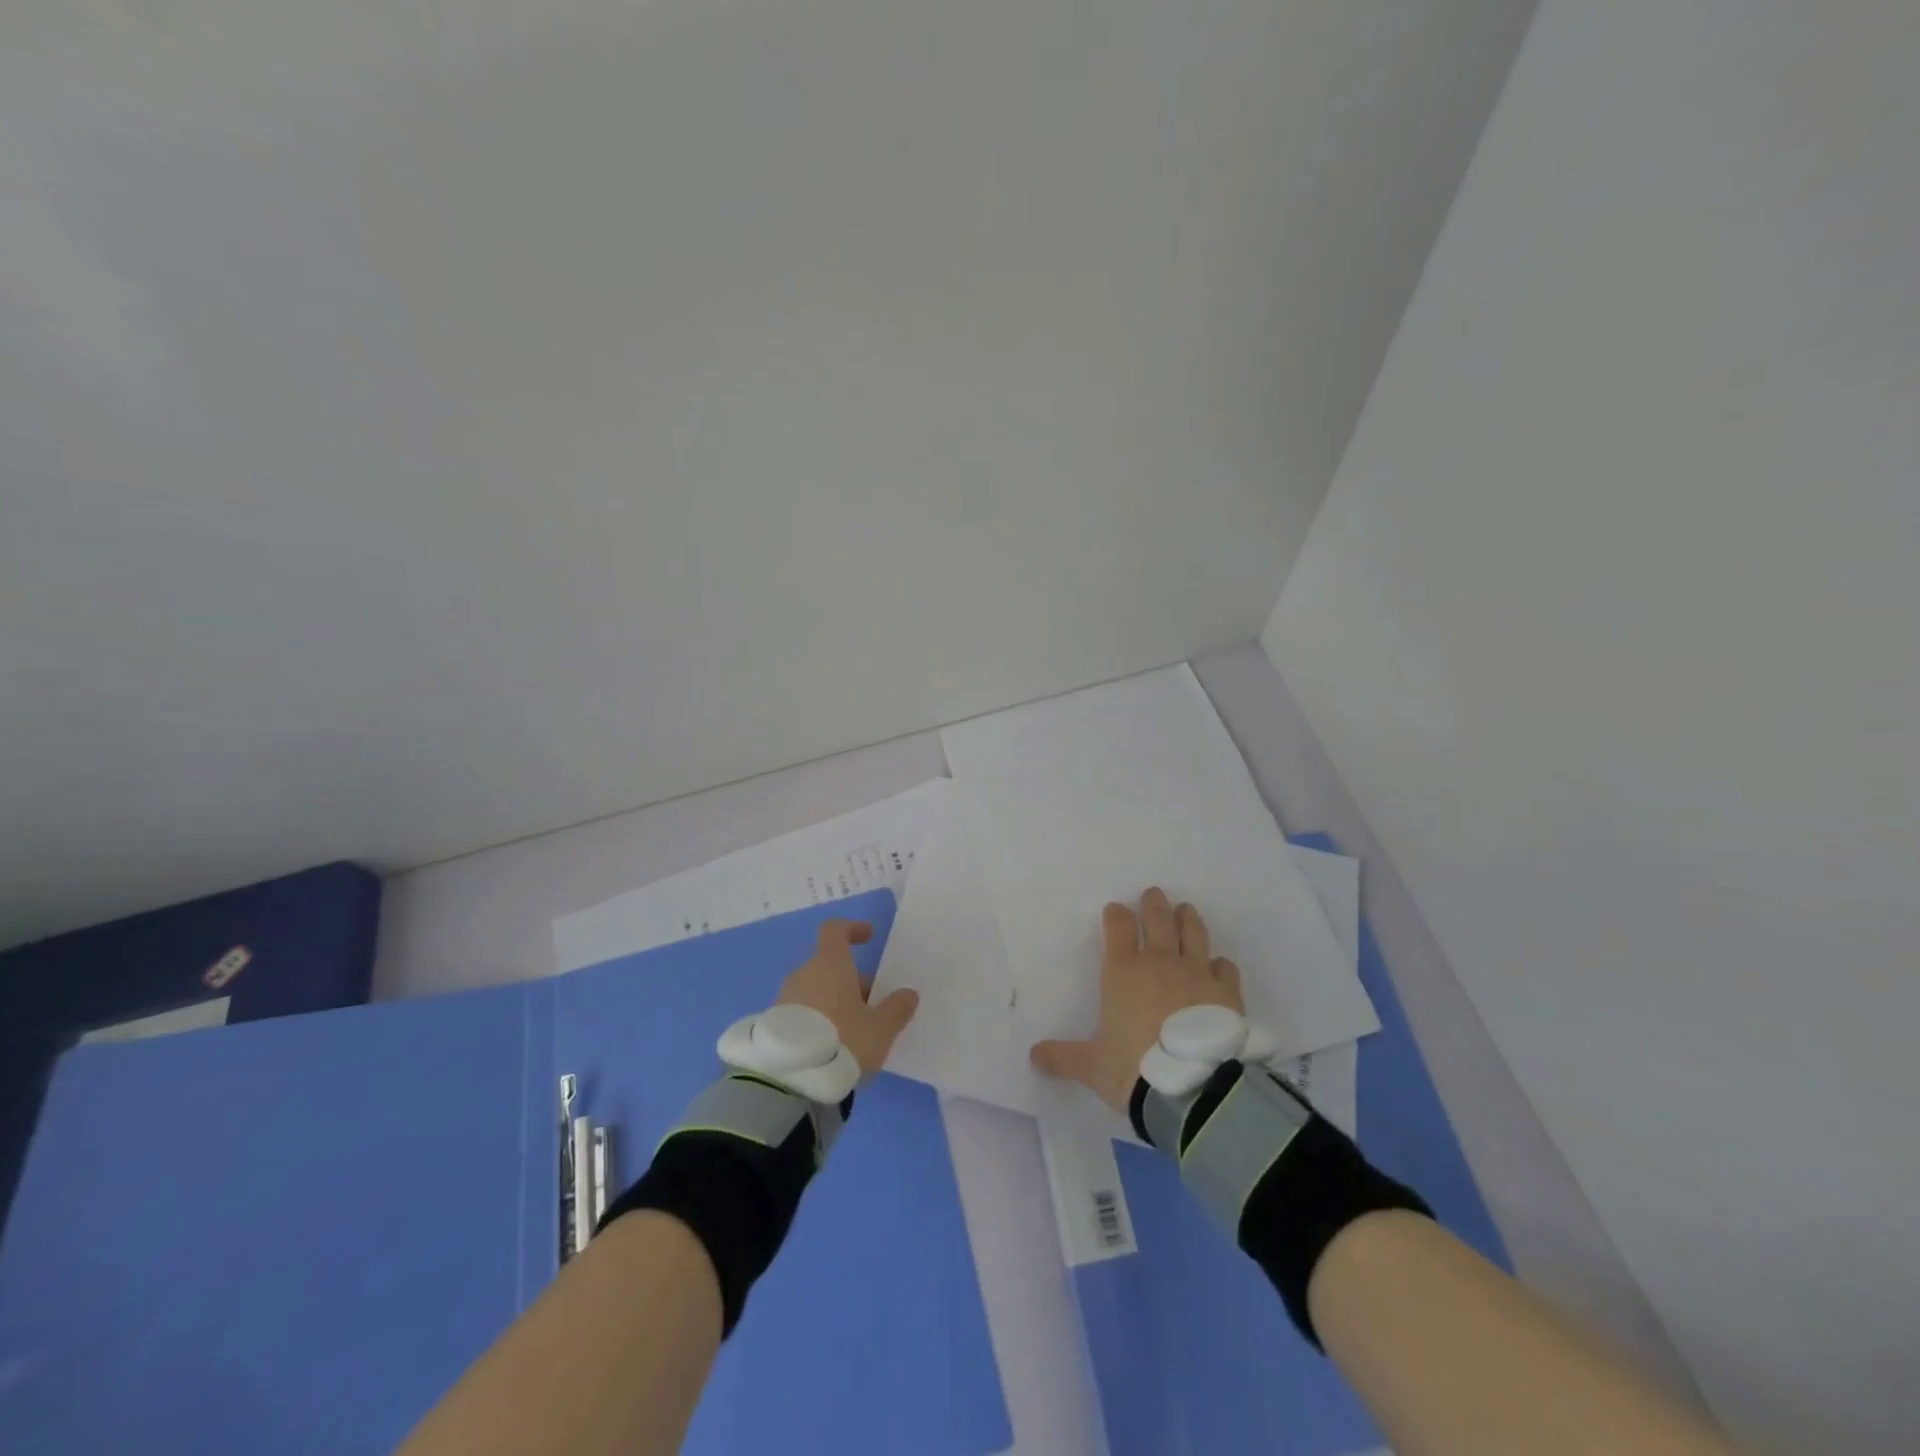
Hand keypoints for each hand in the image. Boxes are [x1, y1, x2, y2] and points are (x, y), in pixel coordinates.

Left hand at [776, 919, 919, 1075]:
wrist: (790, 1081)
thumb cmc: (843, 1041)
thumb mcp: (881, 1029)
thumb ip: (897, 1009)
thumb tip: (908, 994)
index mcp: (830, 964)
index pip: (835, 930)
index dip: (853, 929)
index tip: (869, 937)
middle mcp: (804, 974)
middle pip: (829, 965)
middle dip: (852, 981)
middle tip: (873, 1006)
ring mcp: (784, 998)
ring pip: (815, 989)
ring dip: (834, 1002)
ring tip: (854, 1032)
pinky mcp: (774, 1024)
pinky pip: (801, 1011)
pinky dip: (818, 1019)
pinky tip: (831, 1046)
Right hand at [1029, 887, 1244, 1112]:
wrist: (1193, 1088)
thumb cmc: (1134, 1069)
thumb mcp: (1092, 1066)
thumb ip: (1064, 1057)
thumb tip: (1034, 1056)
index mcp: (1123, 971)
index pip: (1118, 927)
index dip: (1116, 915)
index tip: (1115, 910)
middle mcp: (1160, 962)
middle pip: (1158, 920)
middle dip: (1154, 905)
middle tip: (1154, 894)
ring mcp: (1197, 973)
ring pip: (1193, 934)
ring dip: (1188, 919)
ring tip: (1186, 910)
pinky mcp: (1227, 992)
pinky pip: (1224, 968)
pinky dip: (1220, 964)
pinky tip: (1219, 966)